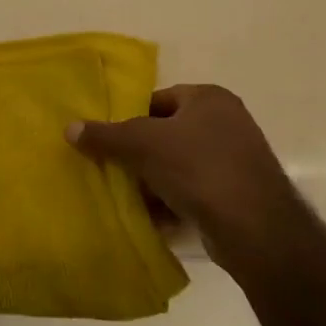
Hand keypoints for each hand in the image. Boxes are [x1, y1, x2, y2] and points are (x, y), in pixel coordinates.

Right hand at [66, 84, 295, 248]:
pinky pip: (196, 191)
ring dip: (155, 181)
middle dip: (140, 154)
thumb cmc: (197, 167)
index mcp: (209, 97)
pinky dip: (175, 201)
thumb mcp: (142, 145)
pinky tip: (155, 218)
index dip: (130, 118)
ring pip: (180, 164)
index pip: (158, 99)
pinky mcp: (239, 193)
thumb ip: (105, 135)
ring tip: (131, 198)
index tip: (109, 141)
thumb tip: (69, 128)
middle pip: (167, 133)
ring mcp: (237, 159)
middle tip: (114, 170)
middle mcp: (227, 121)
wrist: (255, 227)